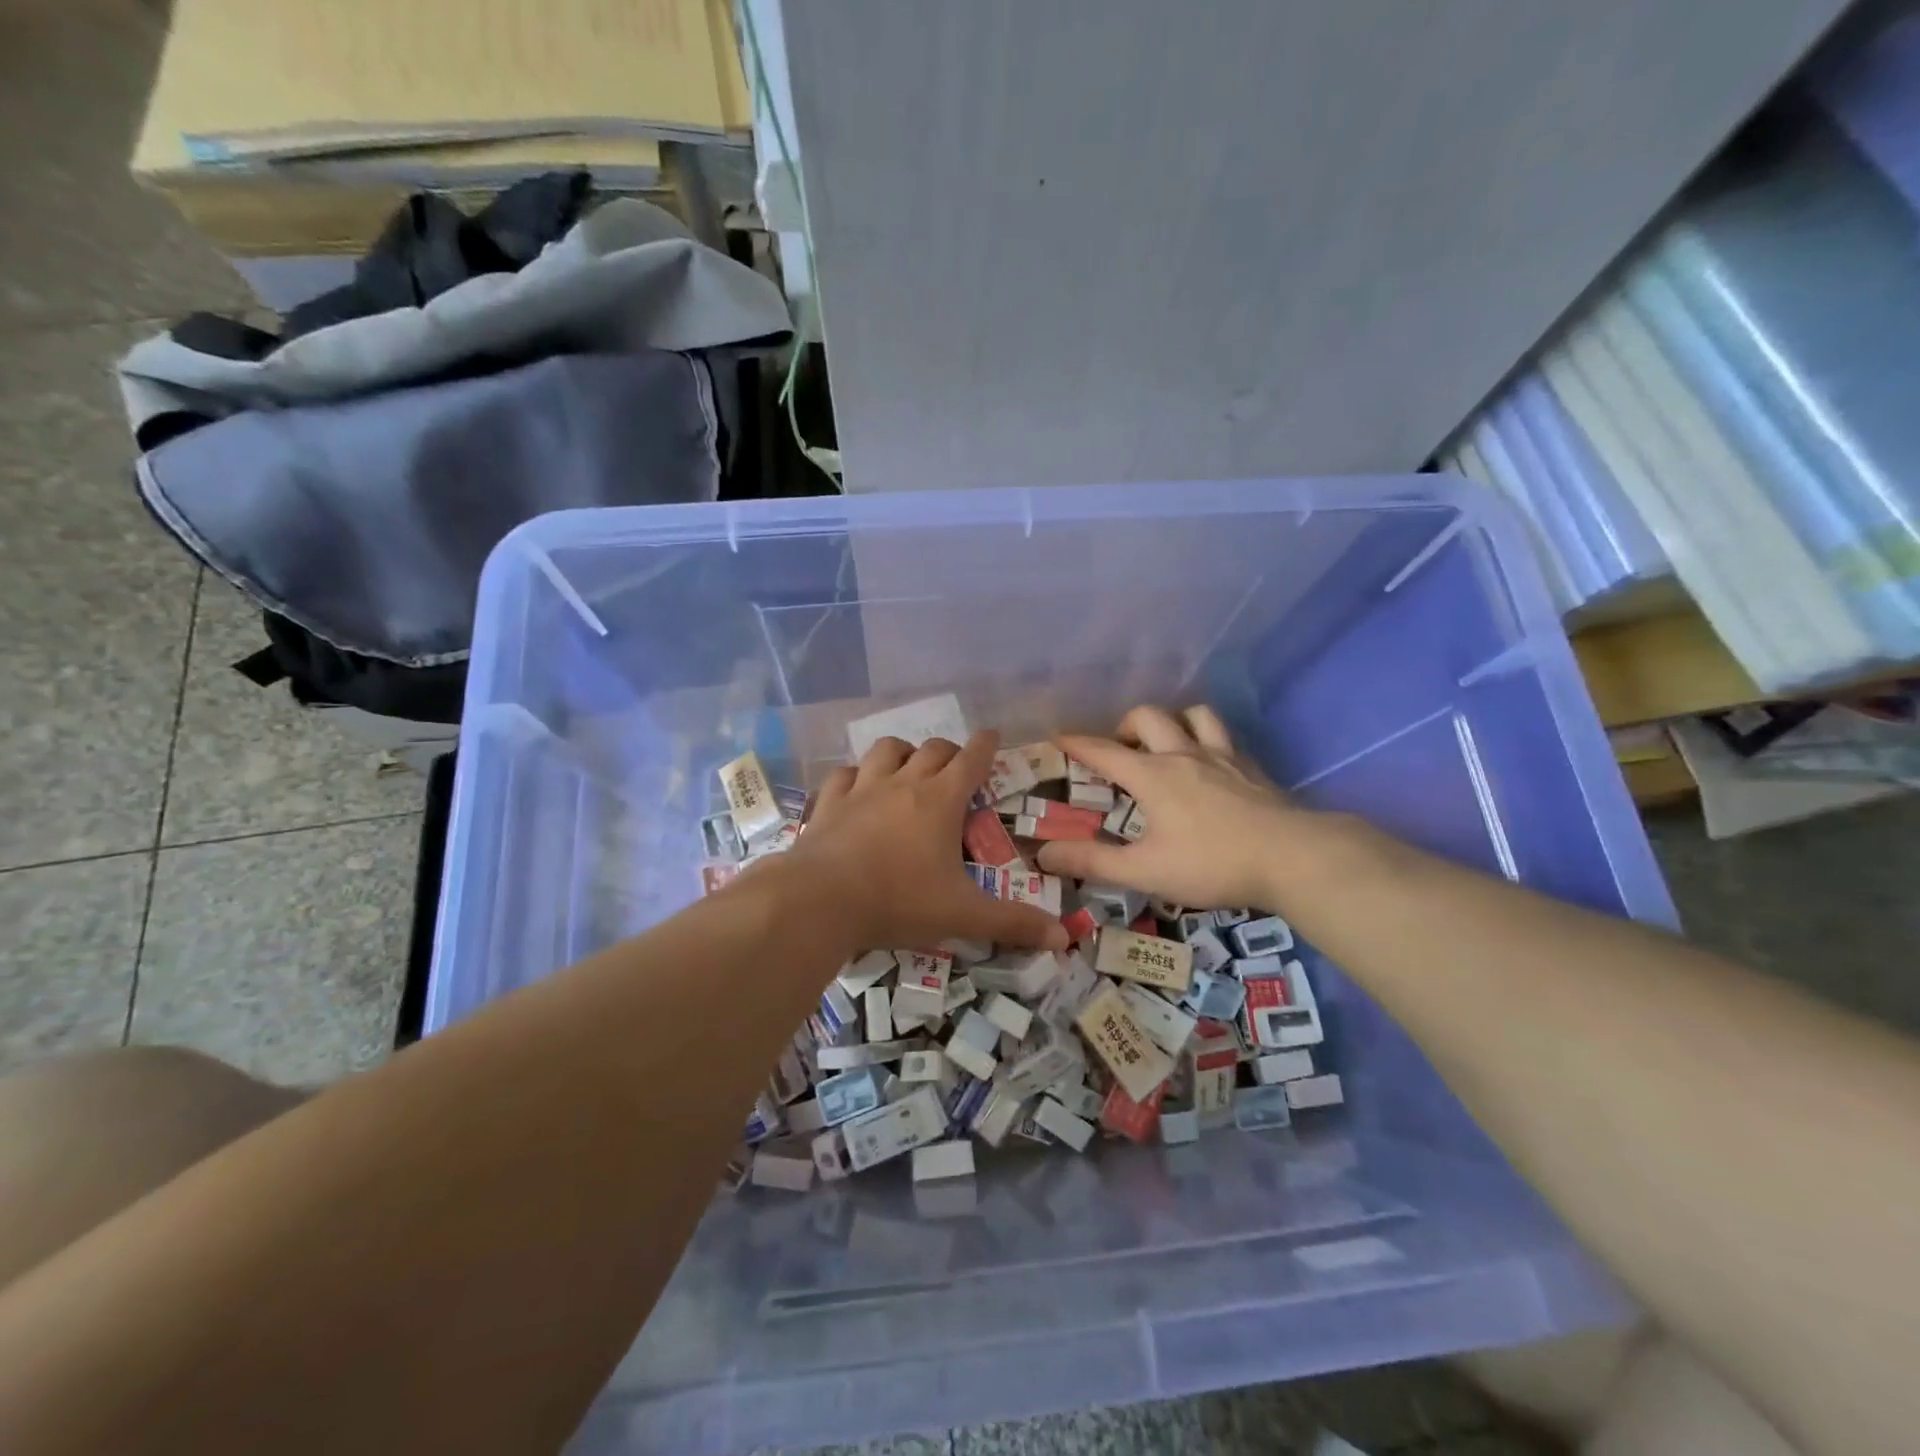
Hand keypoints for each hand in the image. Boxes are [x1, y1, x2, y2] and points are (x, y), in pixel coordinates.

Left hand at [788, 731, 1069, 954]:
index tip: (993, 735)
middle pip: (932, 749)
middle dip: (950, 752)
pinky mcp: (829, 803)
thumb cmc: (898, 902)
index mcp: (941, 801)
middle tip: (957, 767)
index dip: (986, 744)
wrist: (820, 901)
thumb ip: (1012, 923)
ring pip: (886, 750)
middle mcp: (903, 783)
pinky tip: (857, 788)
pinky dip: (856, 775)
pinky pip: (844, 774)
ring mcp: (862, 789)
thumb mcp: (962, 916)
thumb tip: (1063, 938)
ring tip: (908, 767)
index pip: (971, 759)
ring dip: (903, 752)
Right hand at [1034, 705, 1305, 910]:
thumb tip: (1044, 853)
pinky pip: (1224, 736)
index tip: (1057, 735)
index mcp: (1152, 775)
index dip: (1076, 742)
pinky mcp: (1252, 767)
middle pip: (1148, 717)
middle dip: (1125, 726)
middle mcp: (1183, 755)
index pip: (1103, 751)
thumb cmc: (1211, 863)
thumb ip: (1093, 861)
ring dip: (1172, 721)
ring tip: (1165, 744)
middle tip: (1119, 752)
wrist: (1293, 857)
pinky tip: (1209, 763)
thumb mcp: (1145, 870)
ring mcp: (1222, 757)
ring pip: (1193, 714)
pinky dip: (1207, 738)